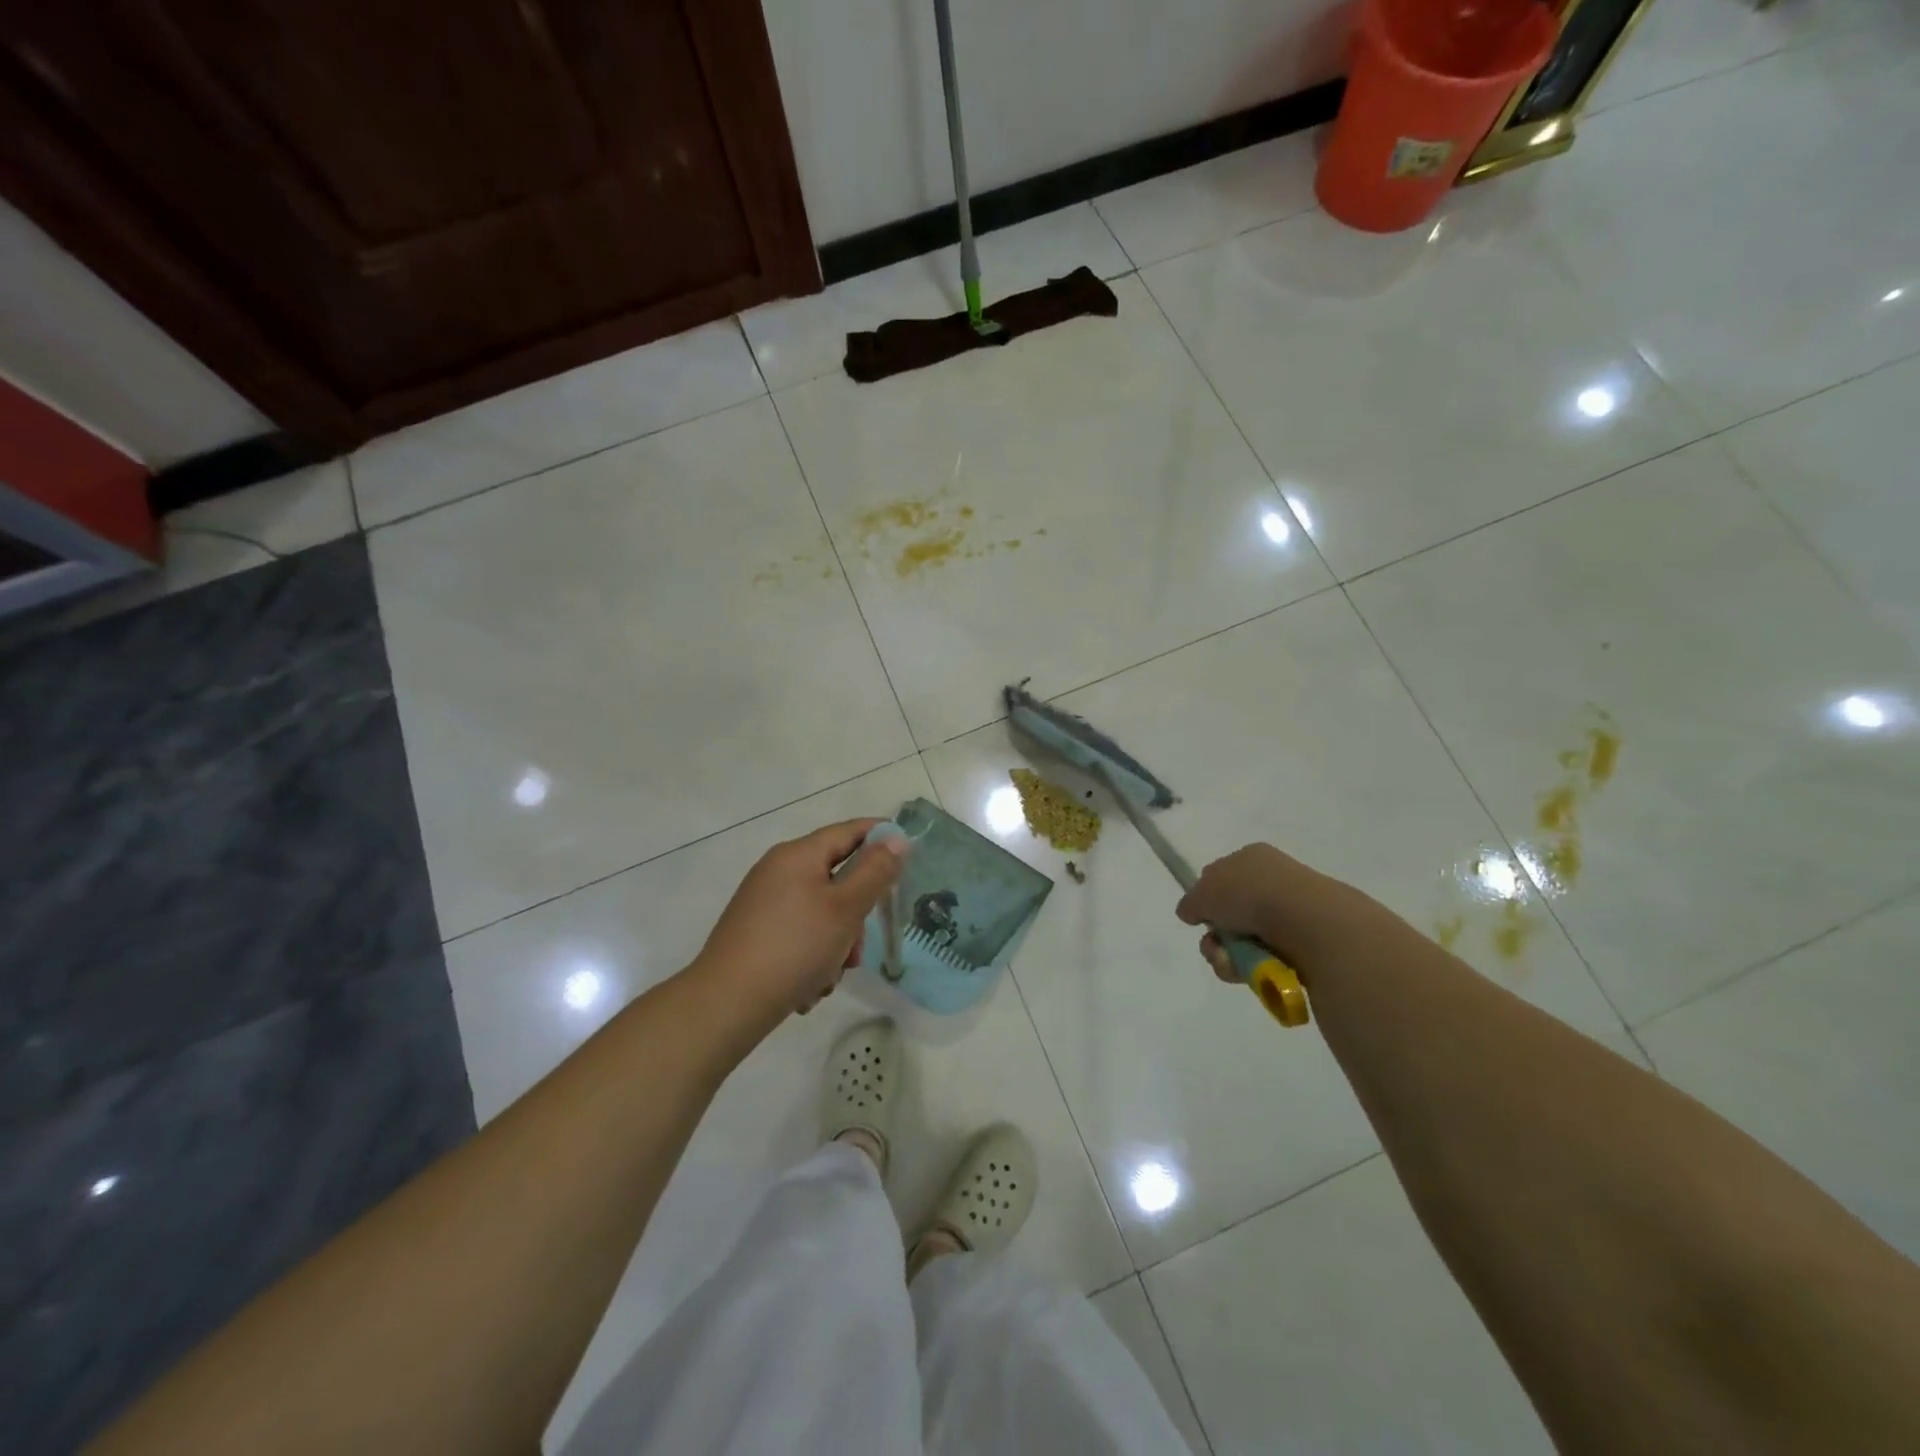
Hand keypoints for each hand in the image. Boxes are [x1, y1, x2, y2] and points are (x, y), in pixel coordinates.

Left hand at [690, 818, 908, 1024]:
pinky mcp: (755, 933)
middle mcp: (778, 871)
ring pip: (820, 913)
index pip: (849, 831)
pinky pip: (799, 934)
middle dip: (855, 914)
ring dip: (835, 943)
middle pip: (836, 878)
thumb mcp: (845, 909)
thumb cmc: (794, 948)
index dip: (881, 837)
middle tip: (859, 946)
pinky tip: (809, 986)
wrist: (726, 1004)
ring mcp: (763, 903)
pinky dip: (812, 956)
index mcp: (798, 855)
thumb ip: (875, 872)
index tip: (908, 855)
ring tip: (830, 977)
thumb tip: (896, 839)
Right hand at [1175, 843, 1369, 982]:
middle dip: (1217, 935)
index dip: (1206, 899)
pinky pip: (1269, 958)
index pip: (1220, 876)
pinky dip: (1255, 968)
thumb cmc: (1249, 895)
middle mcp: (1273, 880)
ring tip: (1233, 963)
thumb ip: (1191, 902)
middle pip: (1231, 913)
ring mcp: (1293, 911)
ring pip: (1247, 940)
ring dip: (1230, 956)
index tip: (1199, 917)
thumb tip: (1190, 912)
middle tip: (1215, 946)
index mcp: (1251, 857)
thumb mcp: (1203, 893)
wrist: (1306, 921)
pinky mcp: (1307, 942)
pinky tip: (1254, 970)